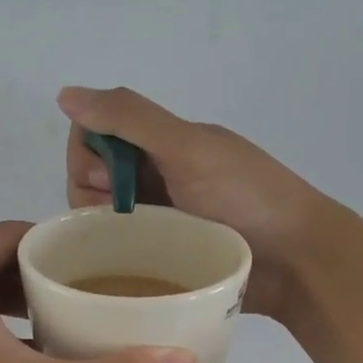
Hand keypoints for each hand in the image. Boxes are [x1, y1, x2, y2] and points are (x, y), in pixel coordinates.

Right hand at [59, 85, 332, 322]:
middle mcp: (160, 176)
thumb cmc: (246, 198)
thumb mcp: (187, 148)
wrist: (297, 261)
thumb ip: (130, 118)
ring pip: (107, 218)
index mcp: (164, 142)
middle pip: (94, 178)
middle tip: (120, 218)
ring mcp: (164, 220)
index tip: (105, 181)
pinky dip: (120, 256)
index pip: (95, 135)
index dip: (88, 155)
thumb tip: (65, 93)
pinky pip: (128, 252)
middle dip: (92, 196)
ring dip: (105, 229)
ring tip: (127, 248)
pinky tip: (126, 269)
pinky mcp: (169, 258)